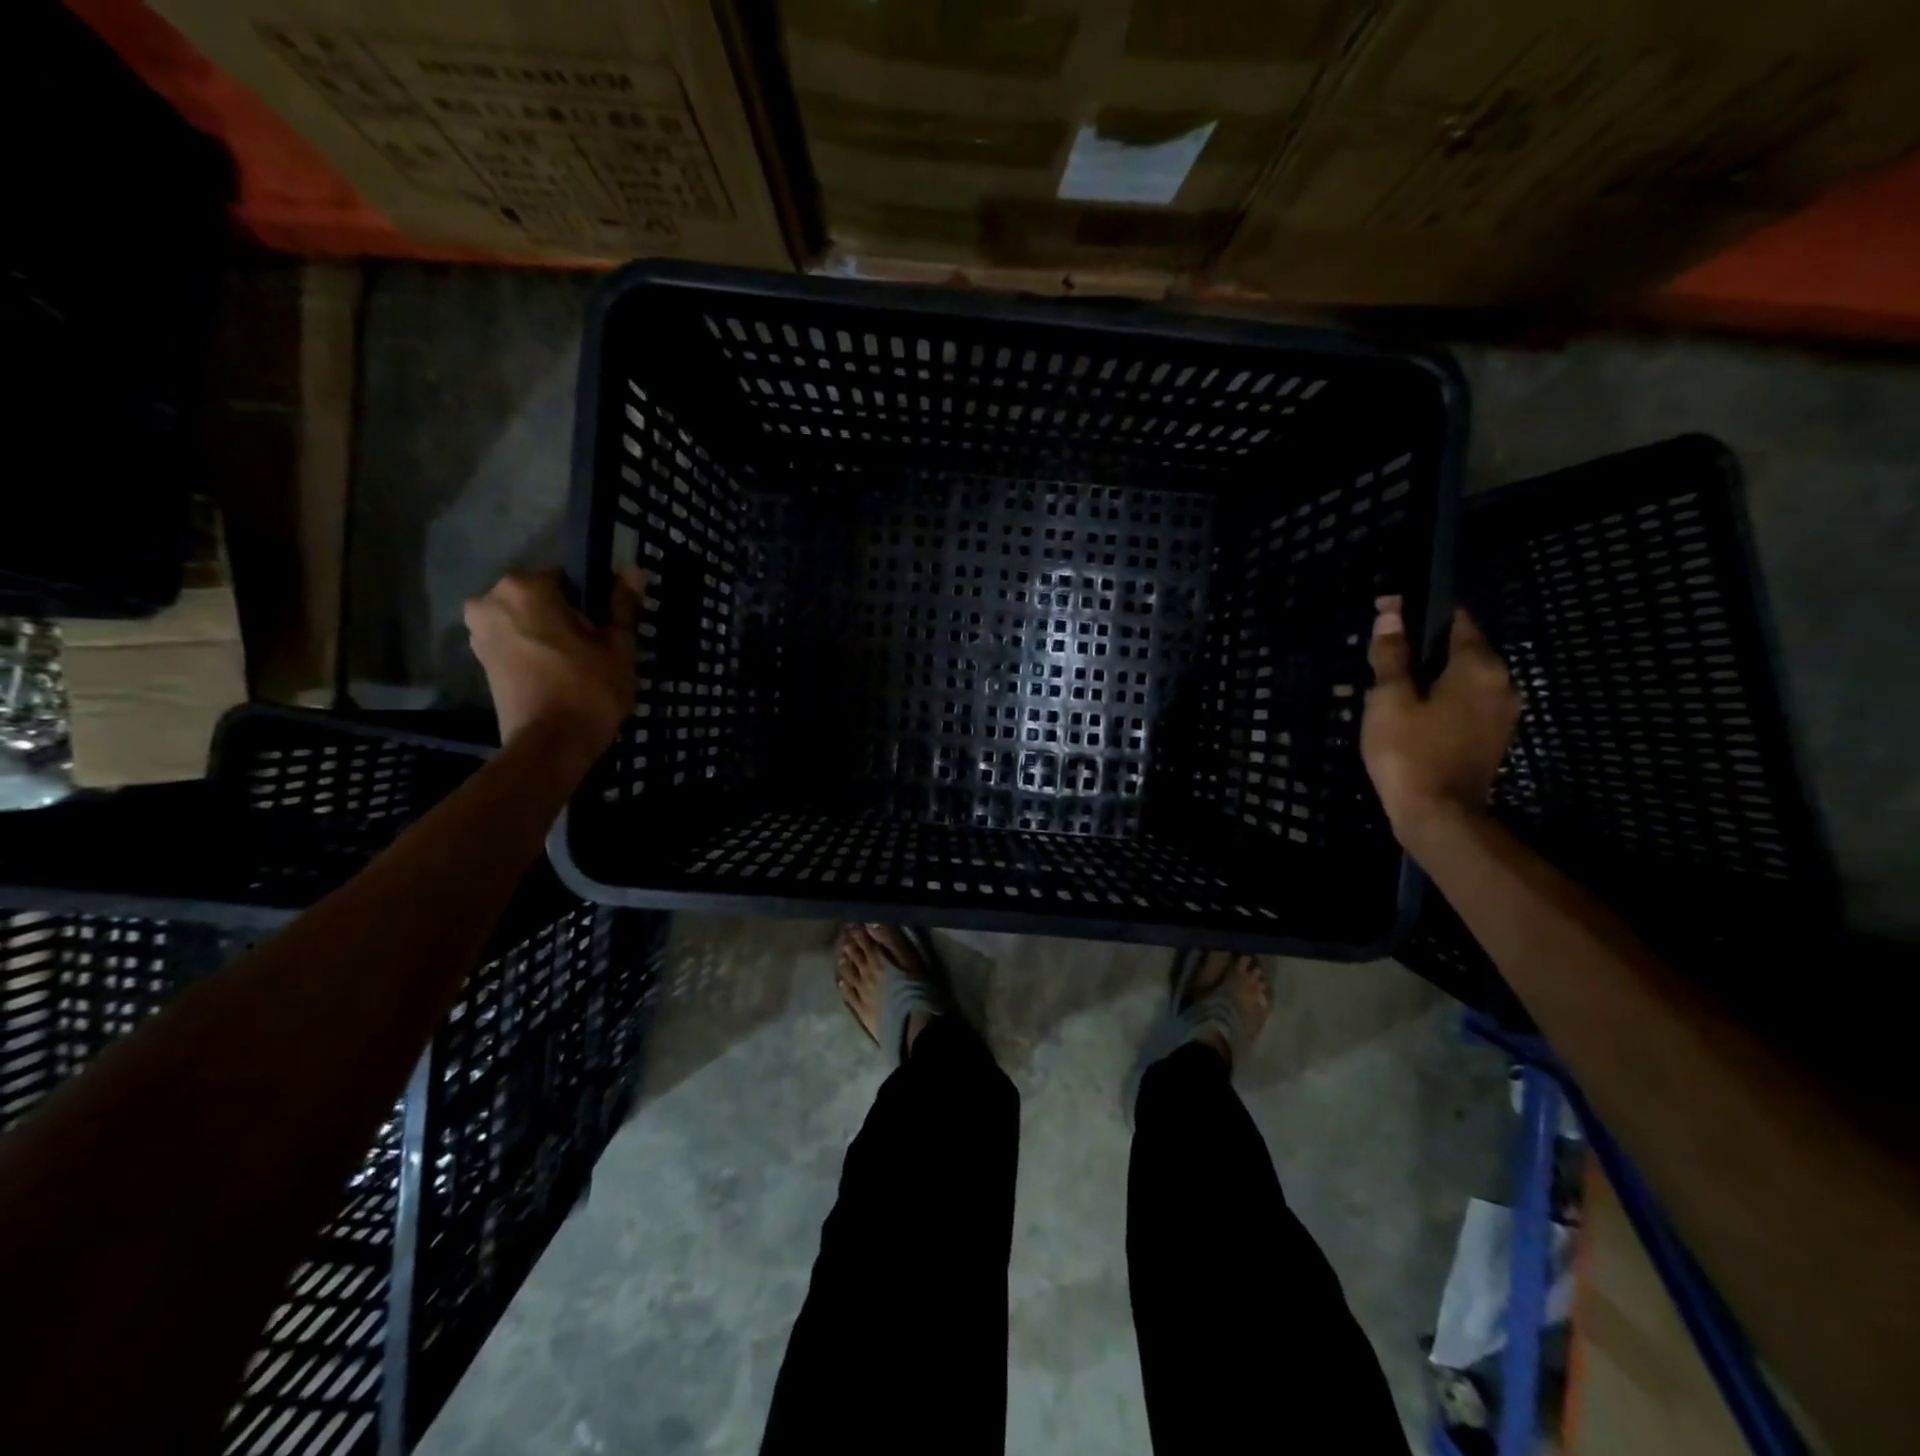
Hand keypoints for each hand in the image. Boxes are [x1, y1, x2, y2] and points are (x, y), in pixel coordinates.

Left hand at [464, 567, 645, 750]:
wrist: (551, 745)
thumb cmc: (589, 689)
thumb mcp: (618, 646)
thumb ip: (622, 605)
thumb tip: (633, 570)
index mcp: (525, 587)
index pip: (568, 577)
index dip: (593, 601)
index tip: (608, 627)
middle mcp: (491, 600)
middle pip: (543, 598)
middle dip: (568, 616)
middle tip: (595, 648)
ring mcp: (480, 631)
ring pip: (528, 620)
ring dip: (551, 634)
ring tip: (579, 664)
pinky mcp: (480, 660)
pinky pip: (516, 642)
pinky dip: (535, 651)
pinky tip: (558, 674)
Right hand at [1361, 594, 1520, 841]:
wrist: (1439, 815)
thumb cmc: (1409, 752)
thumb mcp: (1389, 700)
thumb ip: (1391, 655)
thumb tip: (1392, 613)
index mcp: (1478, 666)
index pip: (1455, 619)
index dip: (1420, 612)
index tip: (1387, 615)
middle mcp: (1502, 682)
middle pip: (1460, 649)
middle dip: (1422, 649)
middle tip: (1381, 661)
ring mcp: (1502, 712)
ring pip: (1462, 678)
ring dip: (1431, 677)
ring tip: (1391, 690)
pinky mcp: (1493, 737)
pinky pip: (1466, 703)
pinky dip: (1441, 700)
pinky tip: (1411, 715)